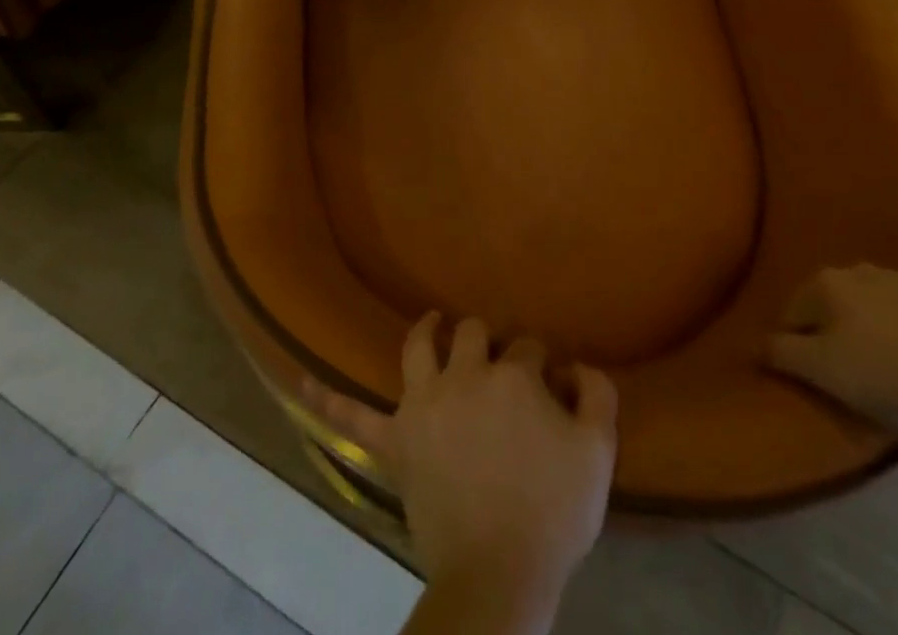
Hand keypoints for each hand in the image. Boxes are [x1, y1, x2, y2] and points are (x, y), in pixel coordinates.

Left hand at [305, 313, 617, 615]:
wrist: (499, 575)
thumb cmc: (551, 513)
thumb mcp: (598, 454)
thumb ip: (597, 396)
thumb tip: (577, 365)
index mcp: (512, 376)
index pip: (528, 348)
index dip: (539, 363)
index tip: (548, 383)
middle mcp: (465, 376)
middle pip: (474, 335)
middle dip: (489, 341)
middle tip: (498, 362)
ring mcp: (424, 405)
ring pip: (419, 349)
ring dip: (426, 331)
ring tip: (433, 324)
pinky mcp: (396, 443)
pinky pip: (354, 418)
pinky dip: (327, 400)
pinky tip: (299, 382)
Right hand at [765, 263, 897, 429]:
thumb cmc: (884, 373)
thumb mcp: (822, 370)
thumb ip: (781, 352)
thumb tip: (753, 344)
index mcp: (822, 282)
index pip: (791, 317)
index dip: (798, 350)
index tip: (816, 379)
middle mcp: (852, 269)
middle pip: (825, 308)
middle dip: (828, 336)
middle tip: (846, 376)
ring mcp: (892, 278)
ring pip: (859, 308)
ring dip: (859, 331)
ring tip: (876, 369)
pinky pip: (892, 313)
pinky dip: (889, 331)